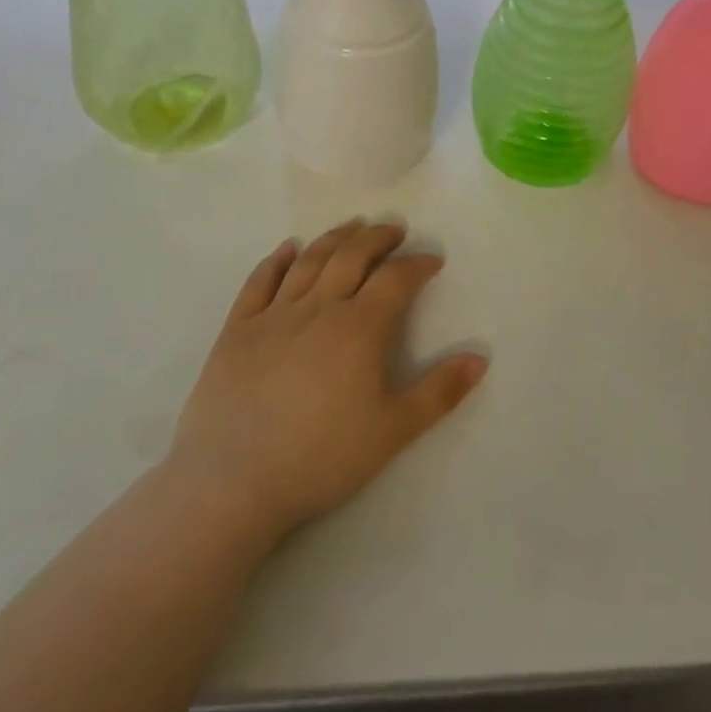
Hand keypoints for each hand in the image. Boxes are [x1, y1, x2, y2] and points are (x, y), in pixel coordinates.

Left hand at [167, 220, 486, 536]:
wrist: (230, 485)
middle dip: (378, 238)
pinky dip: (277, 260)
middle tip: (394, 230)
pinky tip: (288, 248)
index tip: (433, 260)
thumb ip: (439, 392)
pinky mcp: (236, 331)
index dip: (418, 264)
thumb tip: (480, 357)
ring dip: (335, 238)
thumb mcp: (393, 430)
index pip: (396, 279)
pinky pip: (258, 283)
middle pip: (352, 257)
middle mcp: (318, 308)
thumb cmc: (320, 457)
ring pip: (309, 262)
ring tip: (352, 227)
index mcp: (359, 328)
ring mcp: (273, 316)